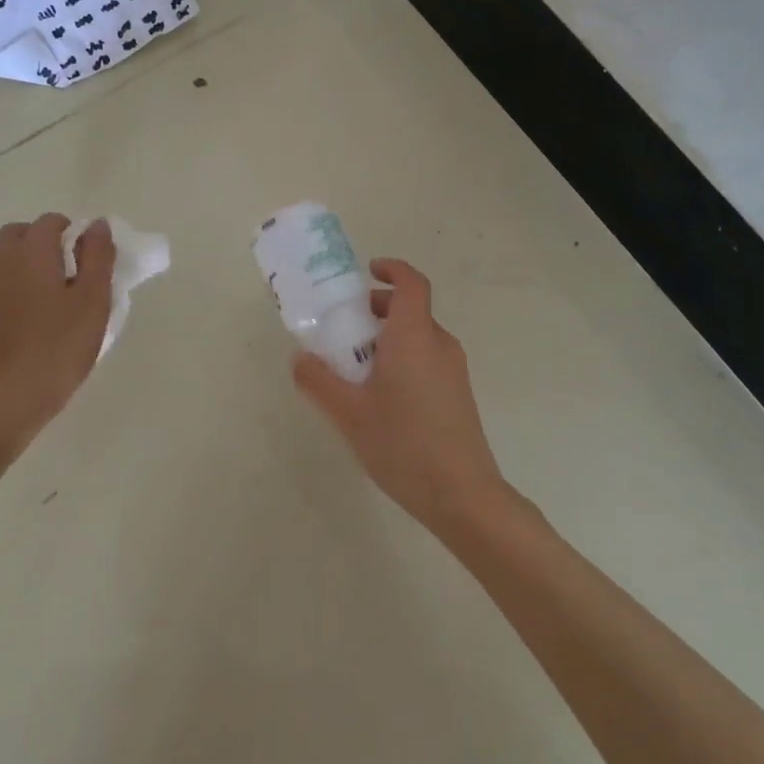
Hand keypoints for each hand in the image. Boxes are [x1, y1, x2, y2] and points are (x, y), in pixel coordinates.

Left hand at [0, 214, 114, 451]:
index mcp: (31, 252)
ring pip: (11, 255)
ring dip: (36, 261)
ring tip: (63, 292)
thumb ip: (98, 256)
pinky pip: (5, 278)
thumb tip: (97, 225)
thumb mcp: (93, 299)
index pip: (52, 222)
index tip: (94, 261)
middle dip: (49, 240)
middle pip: (22, 232)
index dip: (77, 233)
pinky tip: (44, 312)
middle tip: (76, 270)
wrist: (12, 396)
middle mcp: (4, 262)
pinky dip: (24, 281)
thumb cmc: (60, 344)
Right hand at [292, 259, 509, 537]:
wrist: (463, 494)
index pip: (411, 283)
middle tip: (345, 327)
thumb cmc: (403, 444)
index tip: (368, 271)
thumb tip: (300, 358)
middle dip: (378, 309)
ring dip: (389, 336)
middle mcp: (439, 344)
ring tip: (356, 367)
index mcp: (414, 336)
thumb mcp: (349, 414)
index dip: (392, 269)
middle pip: (412, 309)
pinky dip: (403, 357)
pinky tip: (382, 396)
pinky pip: (427, 358)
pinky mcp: (458, 392)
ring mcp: (454, 369)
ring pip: (419, 335)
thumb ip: (320, 382)